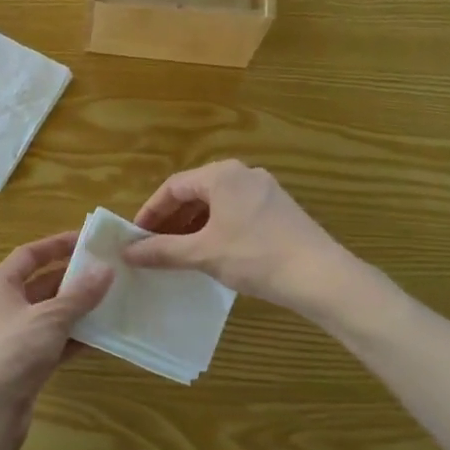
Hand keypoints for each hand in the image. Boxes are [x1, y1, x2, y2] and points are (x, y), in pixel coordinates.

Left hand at [0, 232, 112, 449]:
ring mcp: (12, 337)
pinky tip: (102, 336)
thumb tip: (106, 269)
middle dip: (73, 278)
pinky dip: (74, 337)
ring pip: (50, 314)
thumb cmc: (11, 353)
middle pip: (41, 283)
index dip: (57, 245)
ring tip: (112, 300)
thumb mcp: (50, 318)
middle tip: (108, 272)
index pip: (29, 255)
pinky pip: (53, 341)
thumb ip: (80, 294)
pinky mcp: (23, 364)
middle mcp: (2, 306)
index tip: (88, 240)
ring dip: (77, 309)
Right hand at [123, 160, 378, 316]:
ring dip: (194, 226)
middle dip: (172, 220)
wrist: (321, 276)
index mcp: (221, 175)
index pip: (173, 187)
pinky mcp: (280, 210)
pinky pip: (237, 212)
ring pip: (218, 204)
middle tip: (154, 246)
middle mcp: (243, 174)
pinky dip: (218, 228)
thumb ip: (162, 251)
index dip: (151, 212)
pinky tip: (214, 253)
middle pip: (196, 193)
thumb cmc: (255, 256)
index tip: (136, 237)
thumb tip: (127, 252)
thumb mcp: (203, 254)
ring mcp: (266, 190)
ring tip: (180, 253)